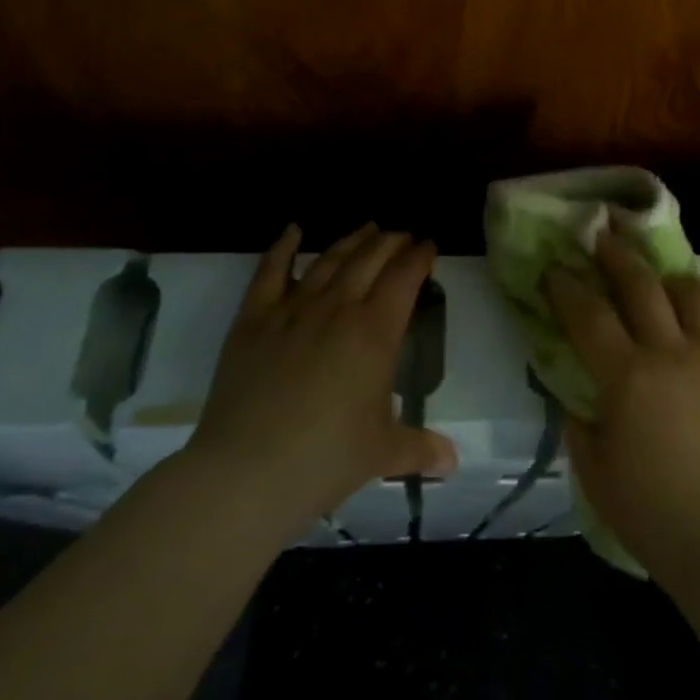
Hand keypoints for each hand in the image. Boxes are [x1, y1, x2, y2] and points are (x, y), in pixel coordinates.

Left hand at [183, 223, 456, 538]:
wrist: (246, 471)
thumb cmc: (325, 459)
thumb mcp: (382, 453)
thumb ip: (420, 448)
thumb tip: (452, 461)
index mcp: (375, 331)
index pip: (404, 278)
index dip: (419, 257)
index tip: (428, 245)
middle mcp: (338, 308)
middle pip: (370, 259)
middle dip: (391, 242)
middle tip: (402, 236)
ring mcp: (293, 309)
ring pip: (329, 259)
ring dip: (352, 240)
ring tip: (368, 228)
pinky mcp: (253, 319)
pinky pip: (270, 272)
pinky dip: (282, 247)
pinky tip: (293, 230)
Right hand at [545, 231, 699, 587]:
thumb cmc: (655, 515)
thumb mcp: (596, 474)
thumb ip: (581, 428)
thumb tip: (578, 401)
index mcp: (627, 376)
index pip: (589, 314)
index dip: (567, 287)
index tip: (556, 269)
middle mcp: (672, 352)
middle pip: (642, 286)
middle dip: (617, 256)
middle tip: (603, 237)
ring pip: (695, 294)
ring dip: (670, 279)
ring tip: (661, 278)